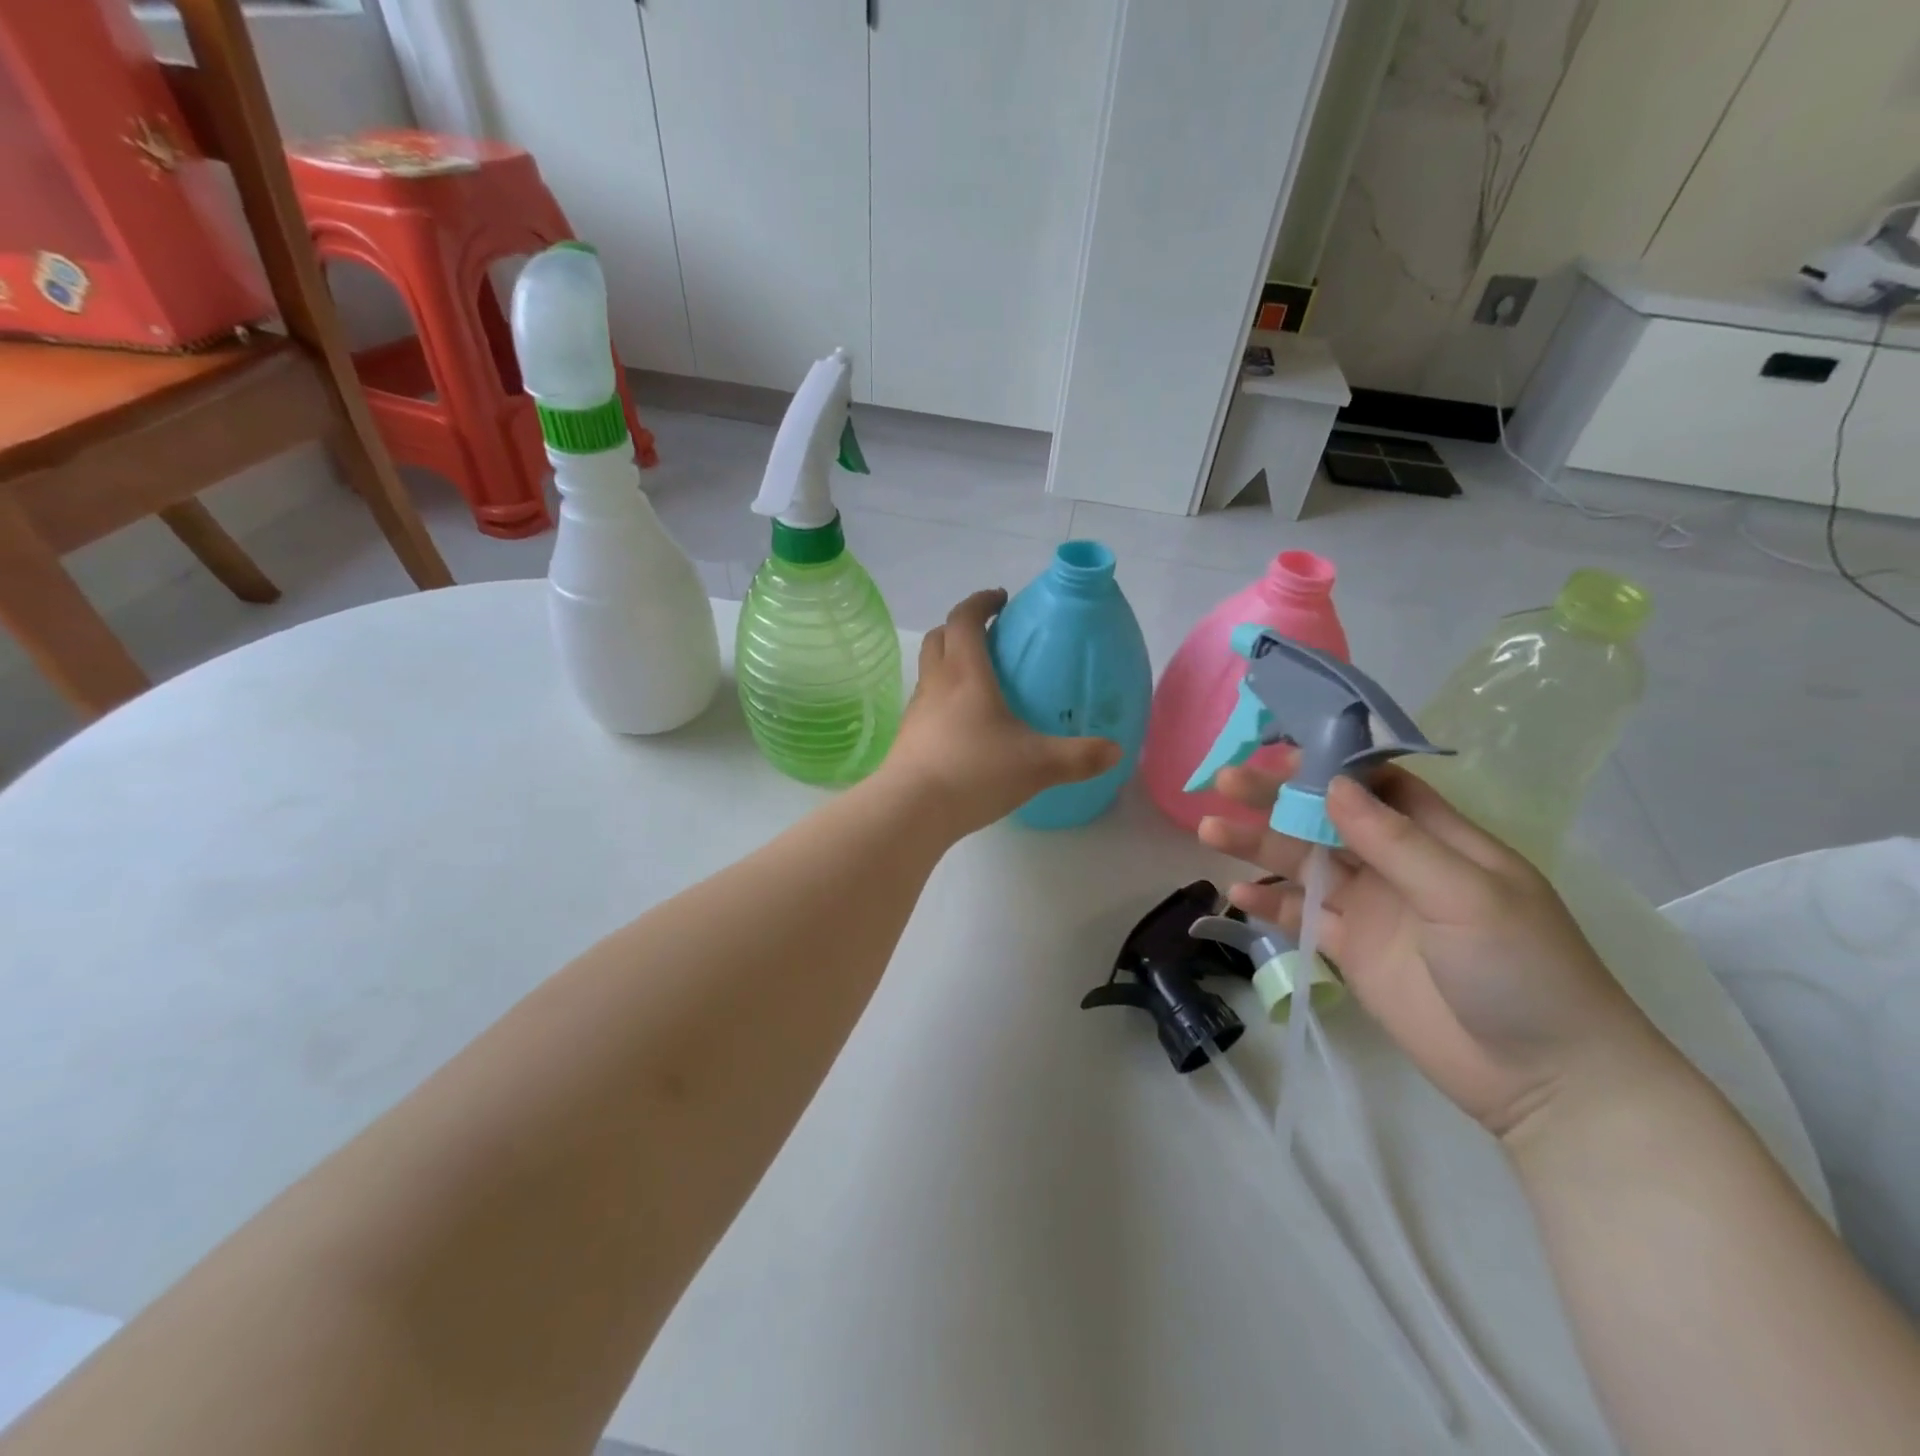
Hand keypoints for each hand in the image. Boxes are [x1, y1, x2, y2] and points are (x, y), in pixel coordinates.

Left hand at [880, 590, 1121, 836]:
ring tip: (979, 682)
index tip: (1001, 599)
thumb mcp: (1038, 765)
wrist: (911, 810)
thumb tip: (1116, 751)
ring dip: (948, 662)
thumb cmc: (974, 772)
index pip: (964, 619)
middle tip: (989, 637)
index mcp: (965, 673)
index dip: (981, 602)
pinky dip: (942, 698)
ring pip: (929, 670)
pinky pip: (926, 702)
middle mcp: (936, 683)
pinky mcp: (908, 737)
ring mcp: (917, 711)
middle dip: (961, 627)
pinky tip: (963, 726)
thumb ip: (1080, 756)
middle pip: (939, 637)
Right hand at [1199, 762, 1670, 1139]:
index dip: (1329, 764)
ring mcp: (1373, 910)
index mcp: (1439, 840)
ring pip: (1305, 864)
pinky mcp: (1351, 952)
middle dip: (1278, 799)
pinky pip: (1302, 917)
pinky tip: (1237, 893)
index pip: (1377, 785)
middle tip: (1227, 780)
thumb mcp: (1466, 895)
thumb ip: (1395, 841)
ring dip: (1260, 846)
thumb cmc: (1522, 971)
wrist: (1545, 1081)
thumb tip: (1333, 784)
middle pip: (1328, 819)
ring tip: (1211, 830)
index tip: (1280, 751)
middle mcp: (1399, 866)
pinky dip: (1270, 904)